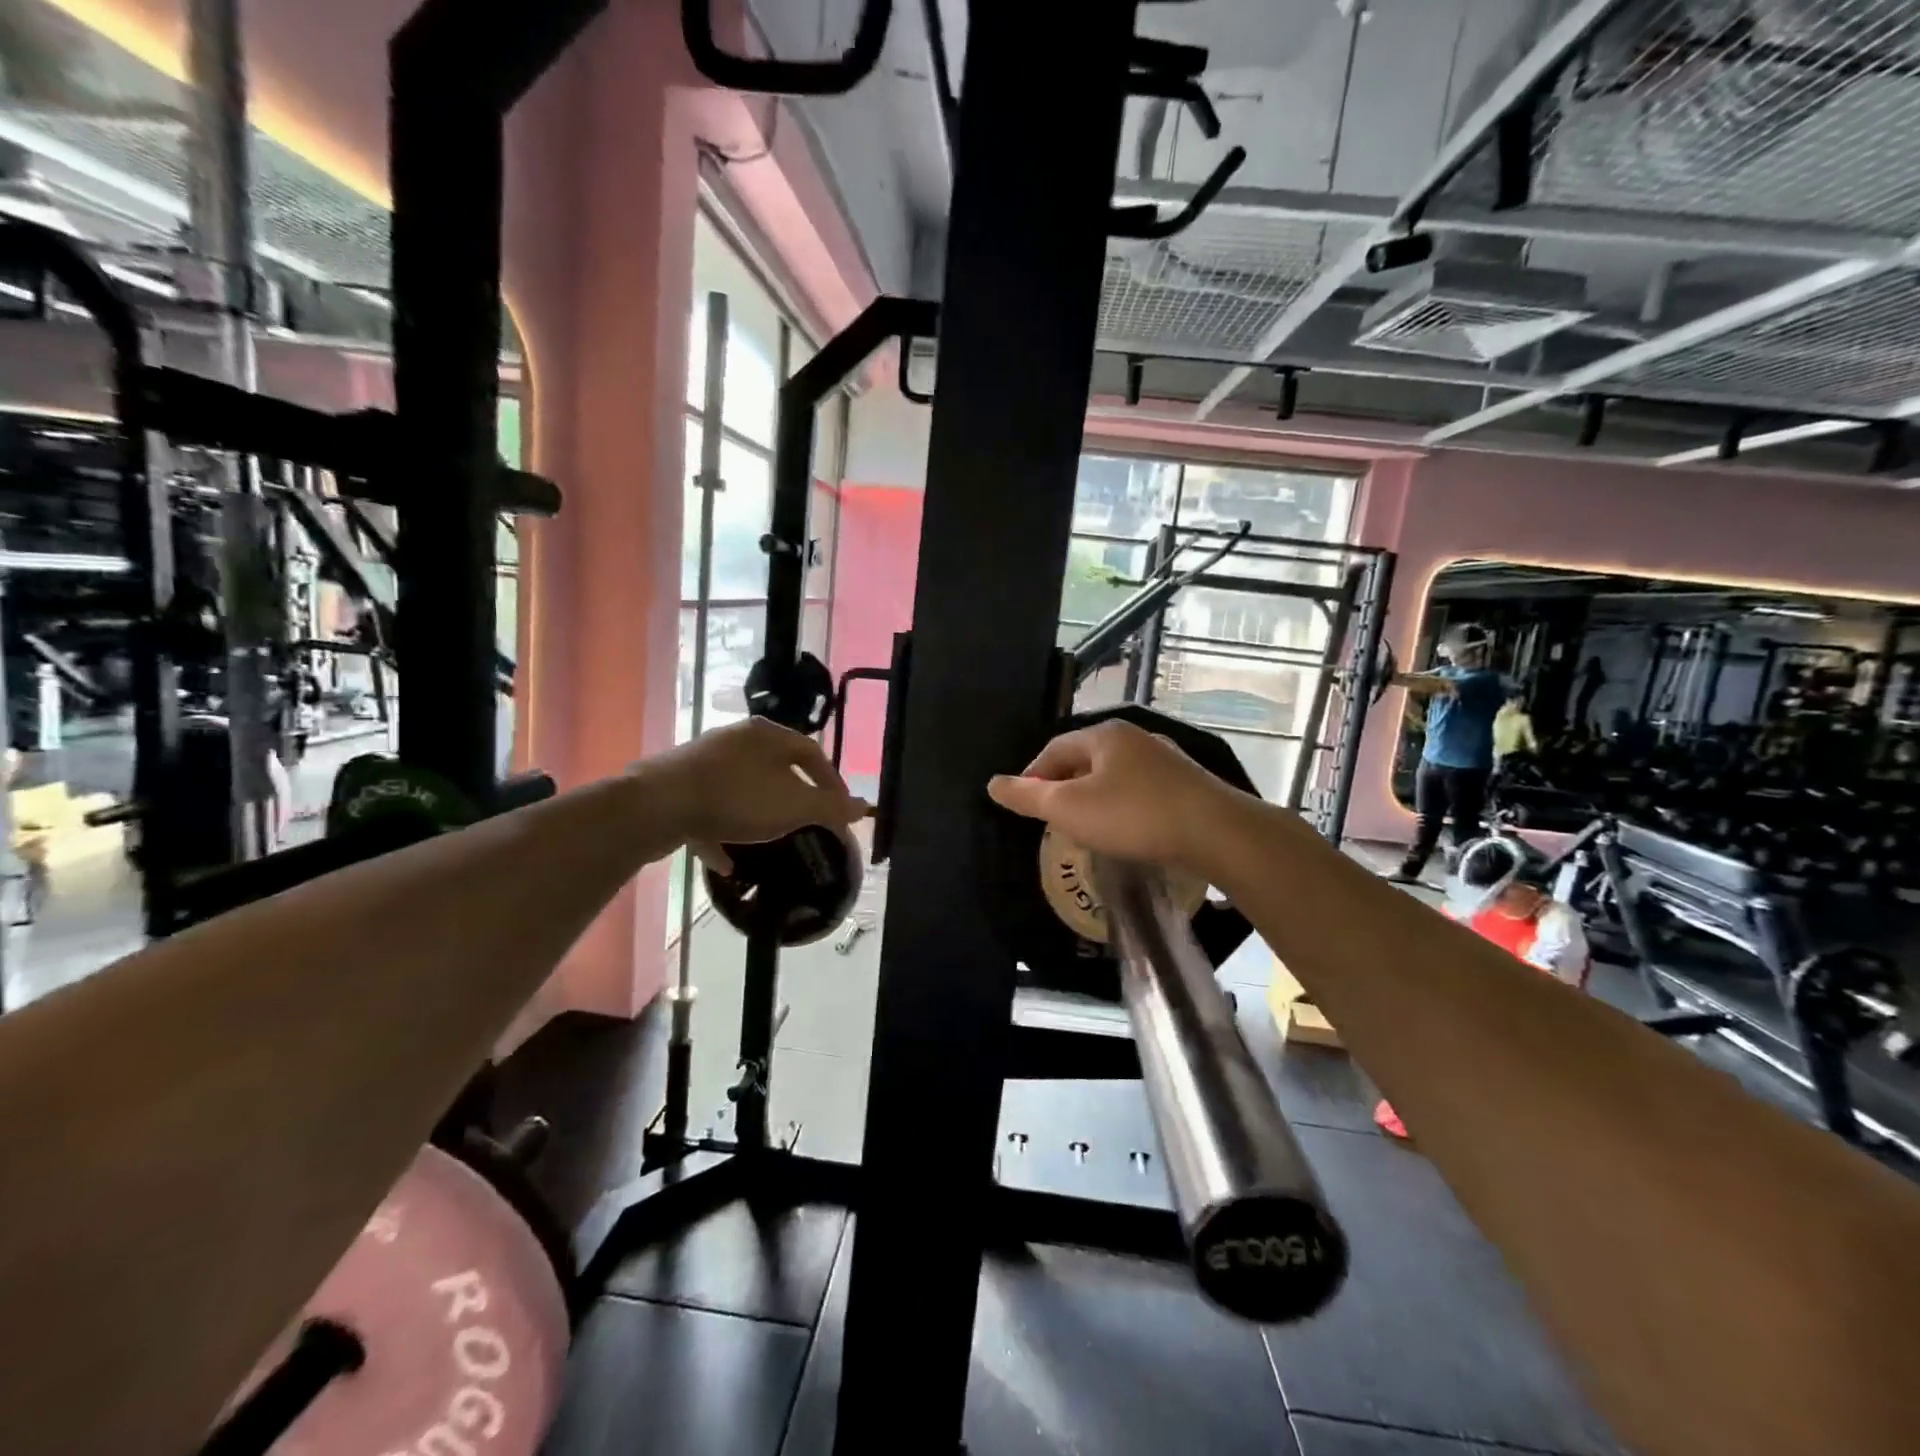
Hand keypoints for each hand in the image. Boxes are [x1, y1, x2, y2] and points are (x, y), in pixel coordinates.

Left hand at [644, 718, 868, 869]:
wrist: (658, 805)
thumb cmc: (737, 798)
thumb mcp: (794, 807)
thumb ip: (830, 808)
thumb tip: (864, 806)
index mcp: (768, 735)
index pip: (813, 753)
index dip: (832, 782)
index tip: (840, 811)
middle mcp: (736, 739)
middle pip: (776, 767)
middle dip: (794, 797)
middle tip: (807, 822)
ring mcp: (703, 761)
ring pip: (743, 787)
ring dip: (758, 813)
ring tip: (770, 839)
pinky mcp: (678, 784)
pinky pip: (710, 807)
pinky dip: (722, 831)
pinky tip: (727, 860)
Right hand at [986, 719, 1242, 873]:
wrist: (1215, 833)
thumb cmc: (1133, 815)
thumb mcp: (1070, 809)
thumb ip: (1028, 796)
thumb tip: (992, 783)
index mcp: (1105, 735)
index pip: (1055, 749)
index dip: (1033, 776)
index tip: (1025, 805)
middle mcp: (1136, 739)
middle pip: (1085, 759)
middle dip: (1064, 786)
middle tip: (1053, 818)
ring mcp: (1166, 760)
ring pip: (1115, 775)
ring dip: (1095, 797)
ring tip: (1086, 826)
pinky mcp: (1187, 784)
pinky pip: (1141, 790)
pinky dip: (1123, 806)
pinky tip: (1126, 829)